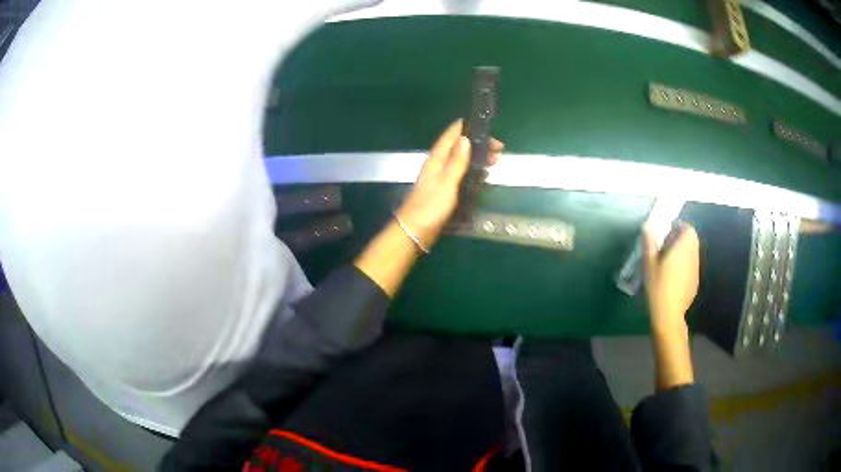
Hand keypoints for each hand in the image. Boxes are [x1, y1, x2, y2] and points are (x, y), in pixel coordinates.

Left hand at [396, 120, 502, 248]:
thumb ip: (456, 161)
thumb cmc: (430, 207)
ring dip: (477, 158)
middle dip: (477, 145)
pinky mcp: (444, 192)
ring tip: (495, 161)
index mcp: (436, 160)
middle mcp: (437, 166)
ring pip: (461, 162)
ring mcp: (440, 179)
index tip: (482, 124)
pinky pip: (461, 176)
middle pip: (458, 148)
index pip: (450, 136)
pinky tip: (483, 177)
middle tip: (498, 149)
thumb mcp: (446, 182)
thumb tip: (465, 138)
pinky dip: (473, 173)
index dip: (464, 128)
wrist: (415, 232)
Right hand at [643, 222, 699, 335]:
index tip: (669, 230)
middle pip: (692, 240)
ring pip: (693, 252)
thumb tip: (648, 225)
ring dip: (684, 250)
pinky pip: (692, 265)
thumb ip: (649, 243)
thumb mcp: (649, 264)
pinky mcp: (695, 281)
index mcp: (683, 249)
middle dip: (682, 237)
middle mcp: (692, 256)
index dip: (680, 226)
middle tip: (668, 243)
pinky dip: (685, 264)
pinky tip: (674, 276)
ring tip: (670, 259)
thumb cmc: (657, 287)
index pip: (688, 229)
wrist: (669, 314)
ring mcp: (696, 269)